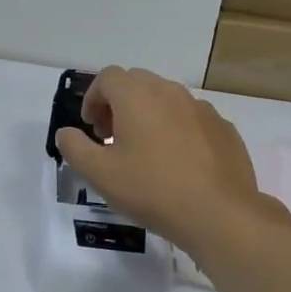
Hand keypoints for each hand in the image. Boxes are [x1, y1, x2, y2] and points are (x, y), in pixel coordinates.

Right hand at [54, 67, 269, 253]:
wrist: (218, 213)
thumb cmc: (151, 189)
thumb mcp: (99, 174)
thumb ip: (74, 148)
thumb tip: (67, 133)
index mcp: (136, 95)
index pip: (107, 77)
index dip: (92, 98)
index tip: (92, 128)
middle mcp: (169, 91)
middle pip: (137, 82)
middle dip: (118, 103)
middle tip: (112, 137)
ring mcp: (201, 108)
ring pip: (166, 99)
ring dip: (149, 115)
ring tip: (145, 151)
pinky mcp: (223, 128)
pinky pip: (191, 118)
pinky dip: (177, 129)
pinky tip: (178, 163)